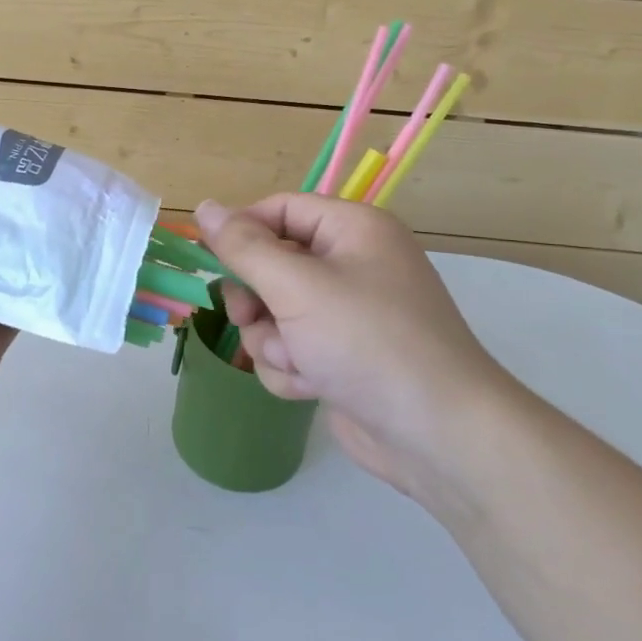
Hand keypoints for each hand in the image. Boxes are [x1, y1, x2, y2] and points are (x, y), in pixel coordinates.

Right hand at [196, 194, 519, 499]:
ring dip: (273, 342)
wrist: (437, 434)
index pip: (280, 210)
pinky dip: (291, 368)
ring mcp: (347, 315)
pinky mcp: (341, 357)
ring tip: (299, 361)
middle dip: (256, 300)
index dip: (242, 231)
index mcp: (353, 230)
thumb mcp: (297, 287)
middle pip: (272, 265)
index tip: (208, 259)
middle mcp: (352, 265)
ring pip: (274, 314)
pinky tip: (312, 387)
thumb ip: (244, 247)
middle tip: (251, 319)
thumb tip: (204, 206)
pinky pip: (291, 349)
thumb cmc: (367, 342)